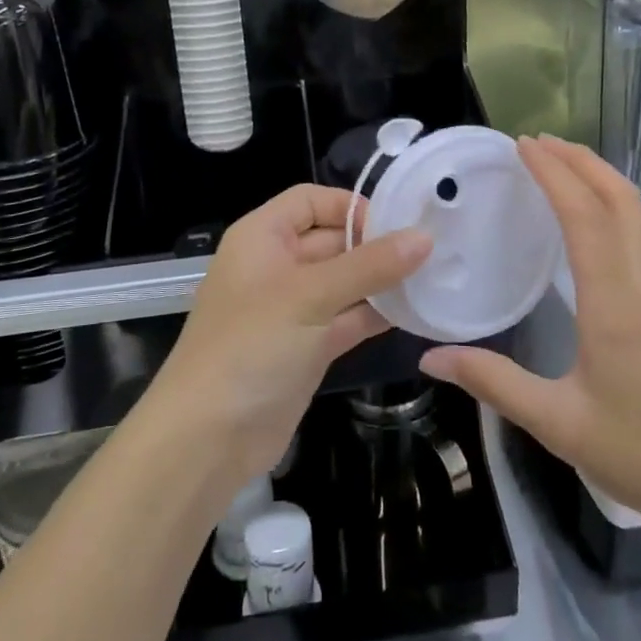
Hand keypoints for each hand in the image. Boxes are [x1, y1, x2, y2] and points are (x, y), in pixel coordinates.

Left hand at [150, 183, 431, 492]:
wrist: (207, 439)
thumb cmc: (252, 346)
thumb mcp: (311, 296)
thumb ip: (370, 265)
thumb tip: (424, 237)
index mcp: (262, 237)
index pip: (311, 201)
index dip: (351, 206)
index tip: (397, 224)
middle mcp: (276, 265)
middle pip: (332, 239)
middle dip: (377, 245)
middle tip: (432, 251)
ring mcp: (292, 309)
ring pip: (344, 282)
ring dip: (382, 282)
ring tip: (433, 278)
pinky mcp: (307, 347)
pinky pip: (347, 318)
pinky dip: (375, 315)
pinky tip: (415, 312)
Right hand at [421, 136, 640, 531]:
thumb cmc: (639, 453)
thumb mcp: (557, 423)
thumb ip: (494, 382)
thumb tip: (430, 357)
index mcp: (614, 307)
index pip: (586, 219)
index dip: (555, 176)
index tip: (523, 147)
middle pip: (620, 202)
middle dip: (580, 163)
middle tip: (539, 142)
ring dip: (607, 179)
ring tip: (571, 164)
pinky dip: (630, 208)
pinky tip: (616, 217)